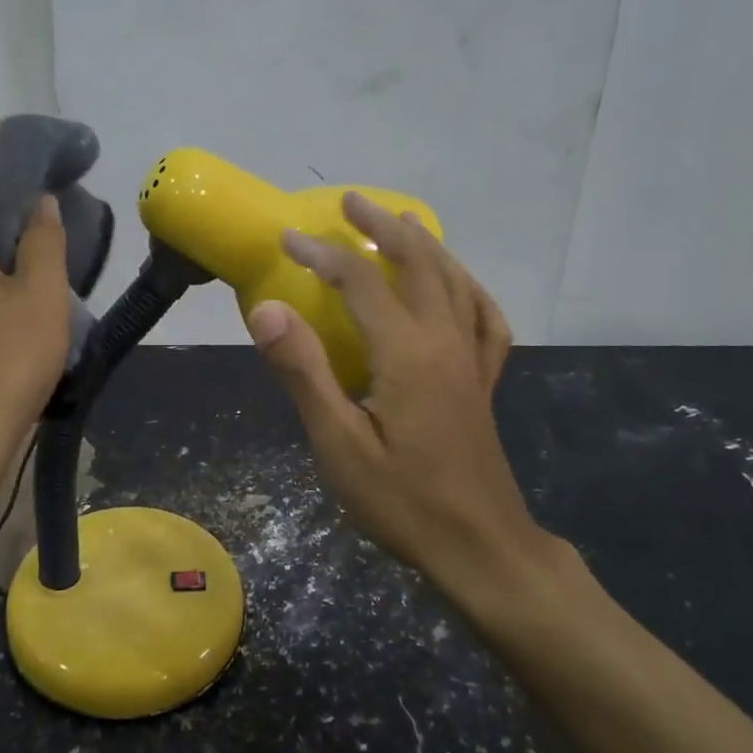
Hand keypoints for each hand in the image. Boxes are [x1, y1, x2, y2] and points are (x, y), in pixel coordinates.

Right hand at [246, 193, 556, 601]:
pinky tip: (457, 285)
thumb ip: (303, 371)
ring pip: (454, 280)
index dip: (321, 253)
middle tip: (351, 202)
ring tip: (401, 222)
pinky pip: (484, 317)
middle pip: (419, 263)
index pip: (360, 281)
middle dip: (382, 227)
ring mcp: (472, 359)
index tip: (286, 238)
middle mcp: (445, 341)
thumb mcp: (338, 444)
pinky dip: (468, 288)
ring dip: (425, 245)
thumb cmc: (403, 501)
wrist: (482, 549)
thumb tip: (267, 308)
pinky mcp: (483, 380)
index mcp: (407, 352)